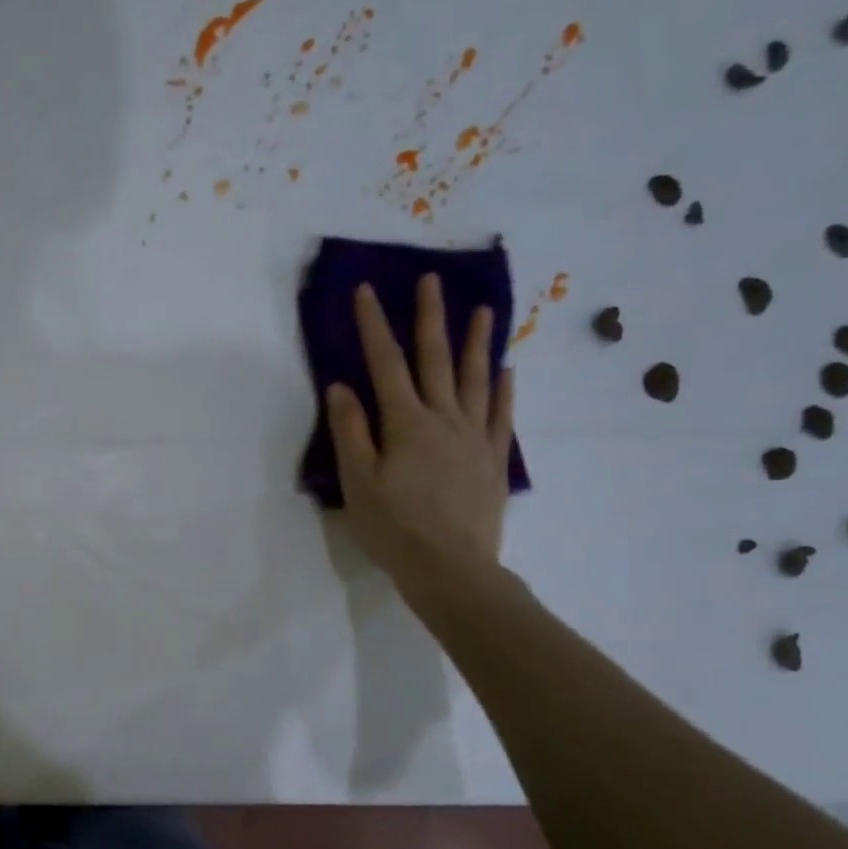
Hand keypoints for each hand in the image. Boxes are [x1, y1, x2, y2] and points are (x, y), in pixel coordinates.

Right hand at [327, 274, 514, 605]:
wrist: (451, 568)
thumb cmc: (394, 527)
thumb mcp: (357, 482)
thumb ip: (351, 432)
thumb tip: (342, 387)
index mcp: (405, 423)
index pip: (385, 364)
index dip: (374, 325)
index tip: (367, 290)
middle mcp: (443, 419)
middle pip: (435, 359)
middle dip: (429, 318)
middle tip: (431, 280)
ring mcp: (474, 437)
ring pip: (475, 379)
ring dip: (477, 343)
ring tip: (484, 310)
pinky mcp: (492, 460)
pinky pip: (500, 415)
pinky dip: (502, 390)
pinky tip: (506, 371)